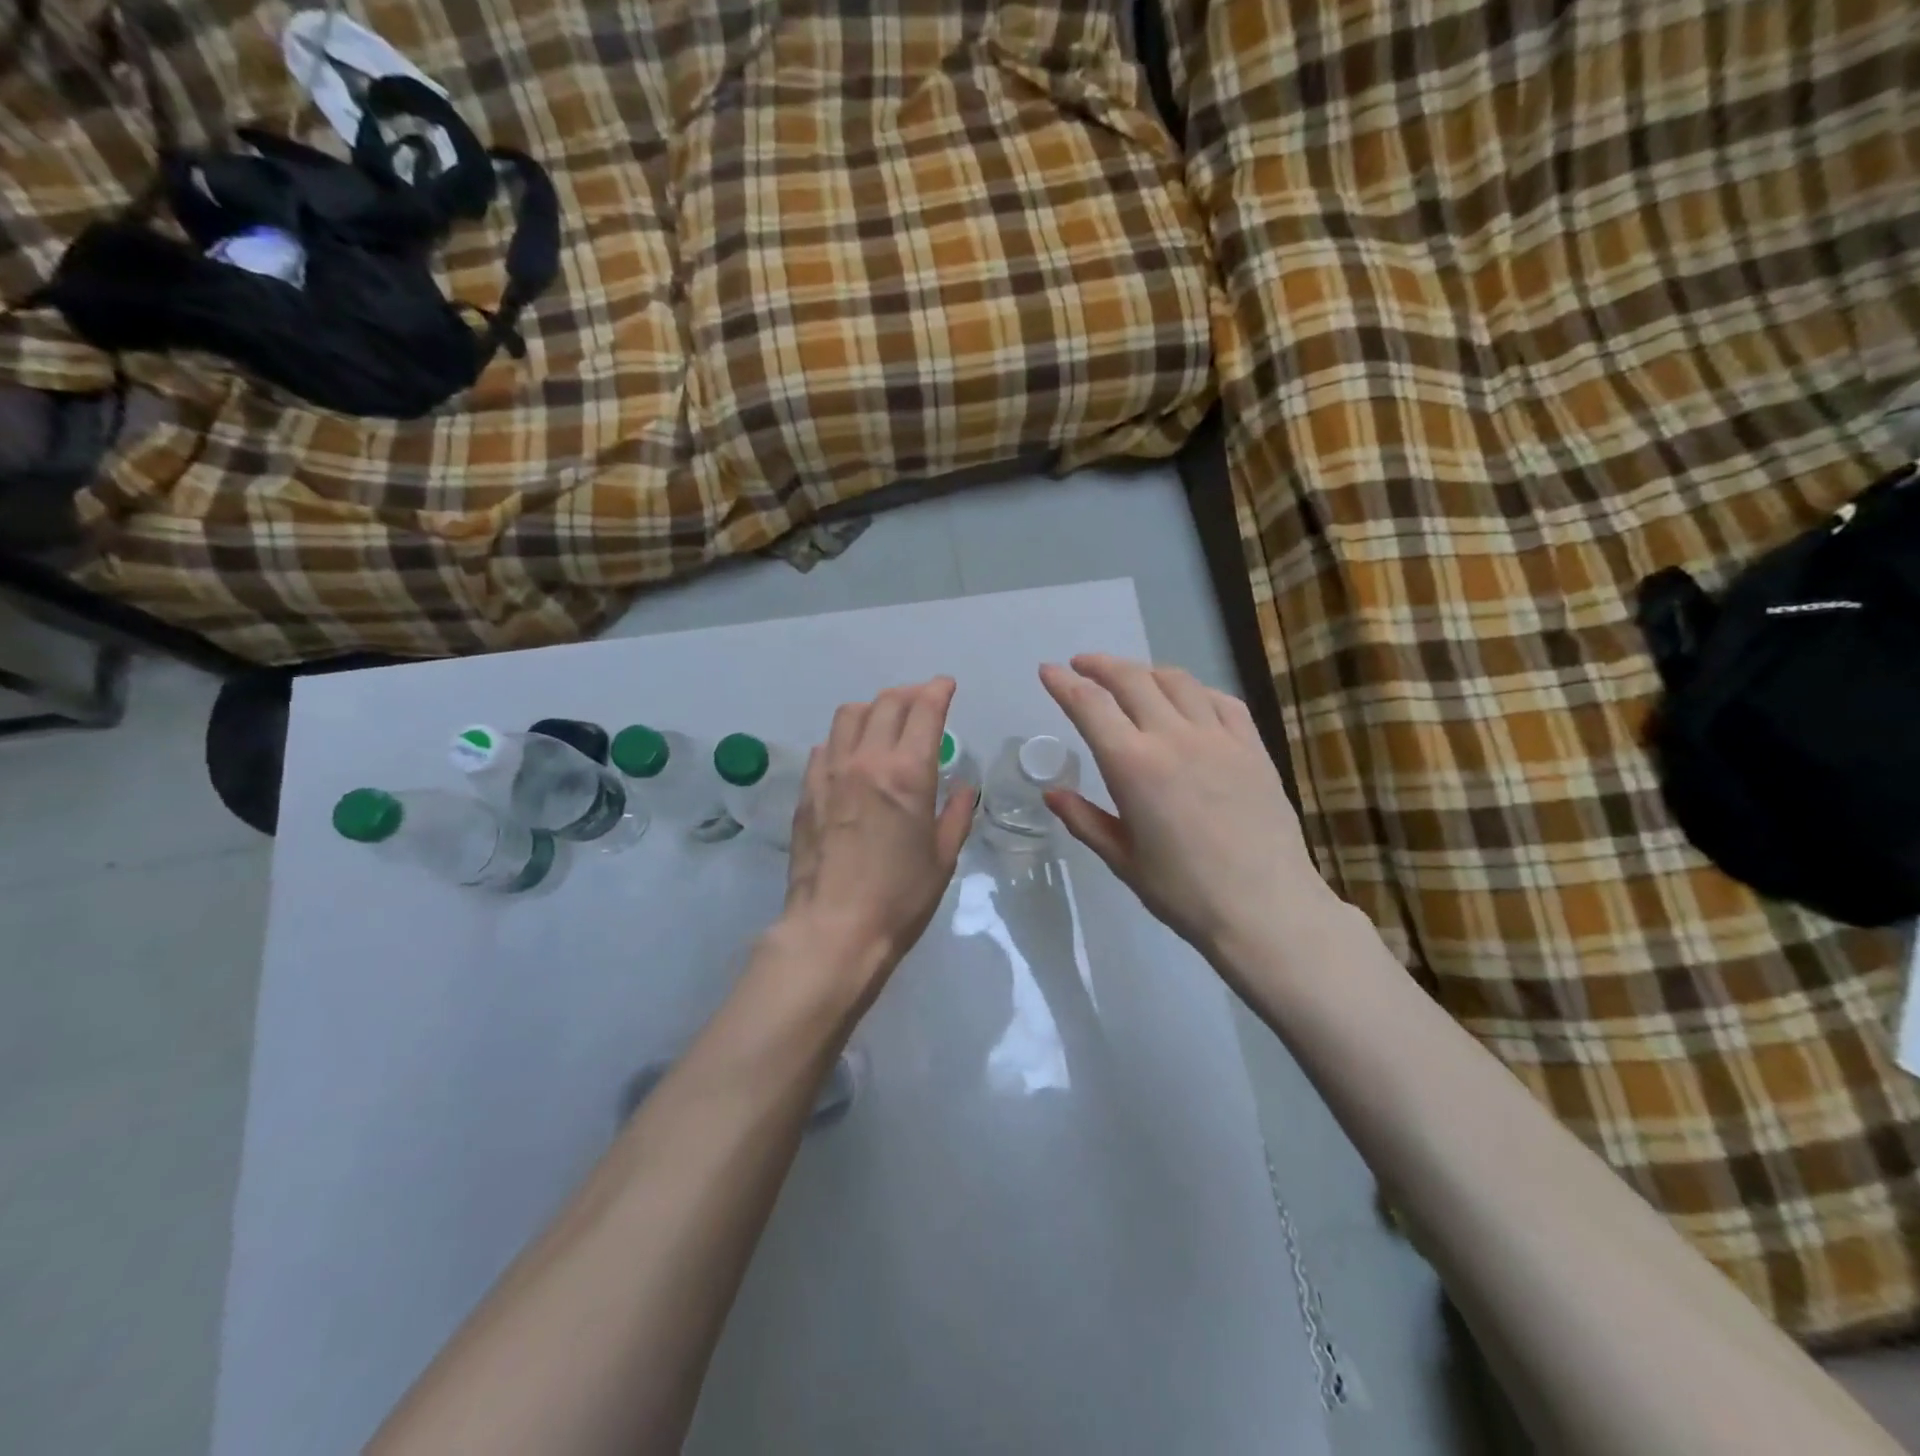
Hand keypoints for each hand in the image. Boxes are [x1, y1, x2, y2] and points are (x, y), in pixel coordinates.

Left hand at [778, 677, 975, 1005]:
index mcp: (908, 773)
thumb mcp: (942, 858)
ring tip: (885, 723)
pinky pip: (826, 746)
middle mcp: (867, 760)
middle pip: (886, 702)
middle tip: (922, 702)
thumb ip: (956, 815)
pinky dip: (844, 739)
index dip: (938, 690)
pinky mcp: (807, 791)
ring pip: (849, 715)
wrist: (834, 929)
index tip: (946, 686)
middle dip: (909, 693)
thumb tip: (964, 788)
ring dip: (873, 709)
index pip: (924, 710)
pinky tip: (852, 758)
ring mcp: (831, 773)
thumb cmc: (900, 898)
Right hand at [1038, 655, 1338, 967]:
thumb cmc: (1183, 892)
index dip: (1064, 683)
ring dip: (1146, 671)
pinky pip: (1221, 700)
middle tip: (1083, 665)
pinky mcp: (1253, 747)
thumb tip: (1052, 793)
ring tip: (1131, 678)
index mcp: (1133, 765)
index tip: (1048, 671)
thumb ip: (1084, 819)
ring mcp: (1219, 737)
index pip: (1089, 706)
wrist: (1266, 909)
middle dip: (1100, 665)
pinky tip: (1189, 700)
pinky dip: (1195, 690)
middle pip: (1131, 680)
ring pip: (1177, 681)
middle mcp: (1173, 737)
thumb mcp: (1122, 859)